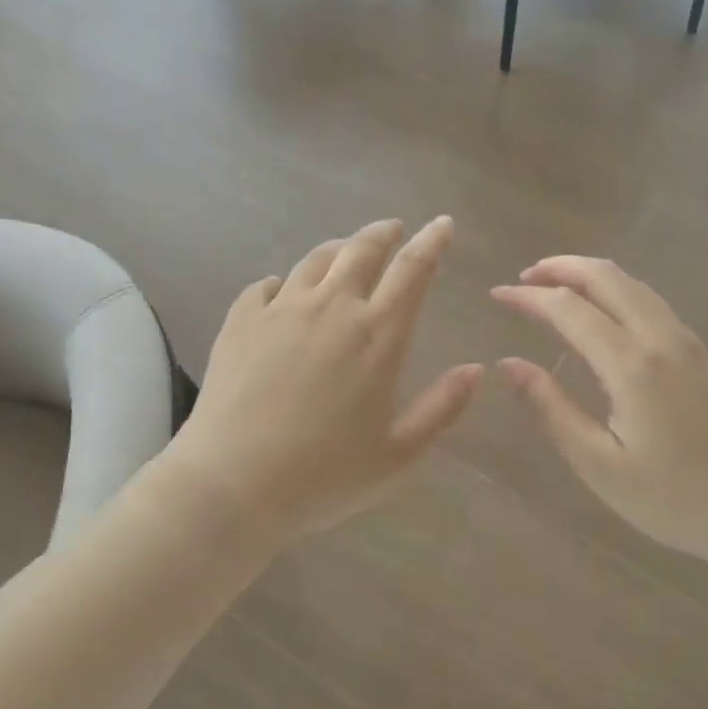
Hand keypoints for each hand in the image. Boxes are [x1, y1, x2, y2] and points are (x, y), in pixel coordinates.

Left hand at [169, 218, 482, 539]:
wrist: (232, 484)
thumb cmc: (325, 476)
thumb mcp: (399, 454)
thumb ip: (442, 408)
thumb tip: (475, 370)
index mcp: (377, 334)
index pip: (413, 269)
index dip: (432, 241)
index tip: (442, 224)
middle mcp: (332, 307)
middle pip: (362, 249)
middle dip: (384, 233)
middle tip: (394, 229)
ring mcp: (281, 309)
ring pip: (316, 260)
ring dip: (338, 249)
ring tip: (346, 251)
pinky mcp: (241, 320)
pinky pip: (266, 285)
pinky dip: (284, 281)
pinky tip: (283, 291)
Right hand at [491, 257, 707, 563]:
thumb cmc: (674, 499)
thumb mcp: (599, 465)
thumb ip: (552, 408)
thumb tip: (509, 365)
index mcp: (632, 365)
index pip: (568, 307)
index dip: (529, 297)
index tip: (497, 295)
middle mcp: (662, 338)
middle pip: (606, 276)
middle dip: (560, 267)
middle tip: (524, 278)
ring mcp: (689, 341)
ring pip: (634, 284)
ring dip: (589, 274)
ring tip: (555, 286)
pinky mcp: (705, 352)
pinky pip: (653, 302)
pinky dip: (616, 291)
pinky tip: (602, 313)